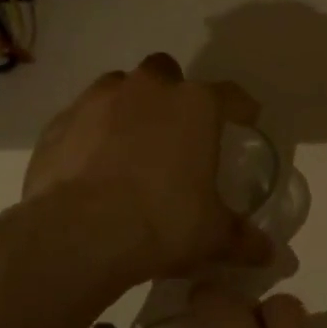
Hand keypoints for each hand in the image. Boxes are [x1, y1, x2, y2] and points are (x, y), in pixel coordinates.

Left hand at [23, 54, 273, 286]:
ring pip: (119, 88)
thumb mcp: (213, 237)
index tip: (246, 120)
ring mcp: (97, 101)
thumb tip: (268, 254)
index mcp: (195, 105)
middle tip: (176, 132)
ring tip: (131, 147)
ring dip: (128, 109)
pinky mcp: (58, 123)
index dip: (240, 108)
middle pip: (166, 73)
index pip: (230, 95)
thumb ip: (243, 239)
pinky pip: (81, 119)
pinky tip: (91, 167)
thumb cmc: (163, 223)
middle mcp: (147, 89)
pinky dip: (89, 135)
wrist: (79, 234)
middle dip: (172, 95)